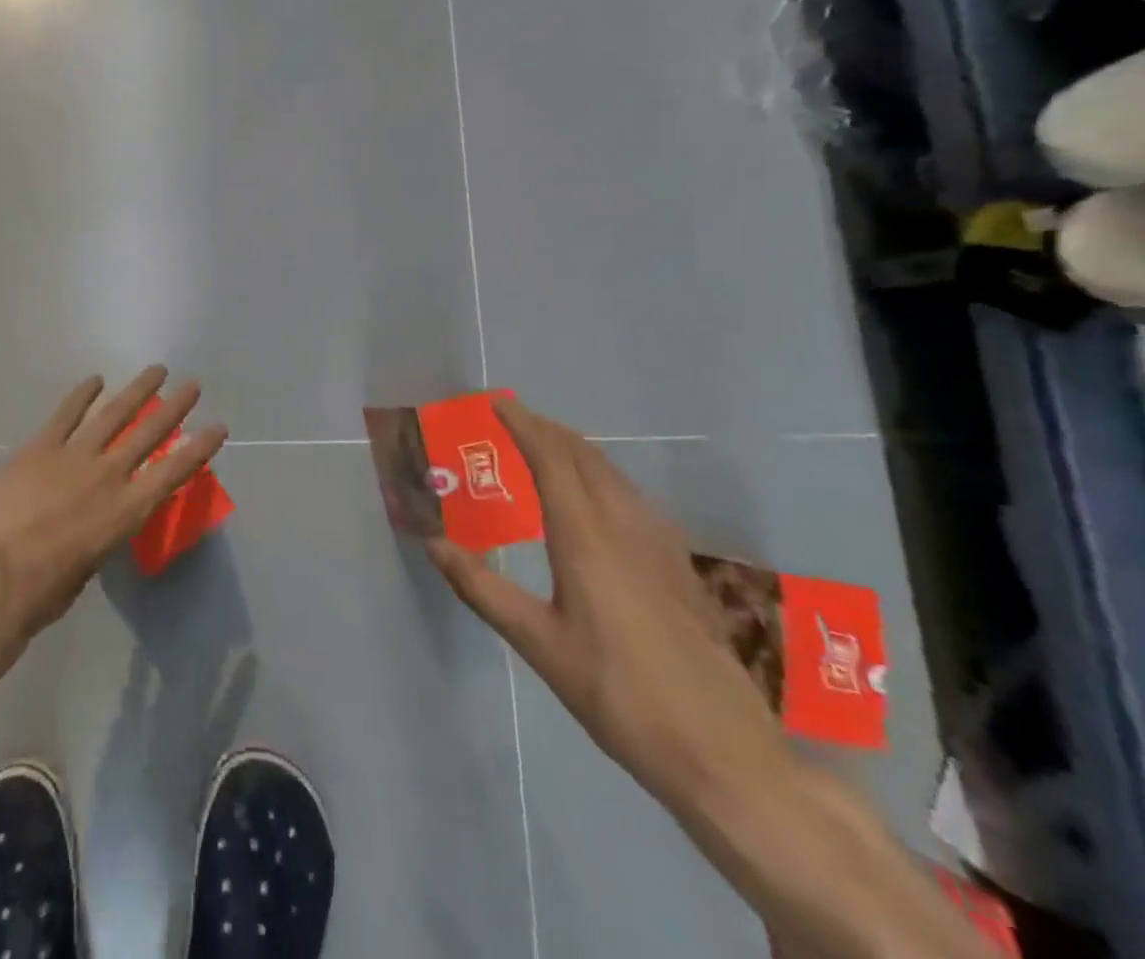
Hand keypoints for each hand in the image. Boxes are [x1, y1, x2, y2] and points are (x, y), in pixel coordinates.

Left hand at [0, 366, 227, 668]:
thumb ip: (98, 538)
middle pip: (149, 433)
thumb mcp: (87, 570)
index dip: (199, 448)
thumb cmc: (42, 593)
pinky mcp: (40, 447)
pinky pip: (65, 414)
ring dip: (137, 390)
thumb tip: (92, 523)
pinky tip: (95, 380)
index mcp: (126, 511)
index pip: (173, 472)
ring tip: (156, 370)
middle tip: (193, 385)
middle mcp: (108, 475)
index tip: (218, 427)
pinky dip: (81, 395)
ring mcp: (74, 455)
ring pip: (113, 414)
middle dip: (175, 408)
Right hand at [429, 397, 794, 817]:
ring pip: (615, 476)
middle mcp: (626, 529)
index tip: (498, 403)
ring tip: (547, 447)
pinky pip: (634, 499)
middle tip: (514, 418)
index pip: (553, 461)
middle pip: (587, 458)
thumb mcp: (538, 645)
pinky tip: (598, 499)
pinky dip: (603, 477)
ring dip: (578, 450)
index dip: (524, 426)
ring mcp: (661, 548)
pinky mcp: (680, 569)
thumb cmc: (617, 695)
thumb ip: (482, 589)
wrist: (723, 754)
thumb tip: (433, 542)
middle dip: (549, 429)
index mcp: (587, 539)